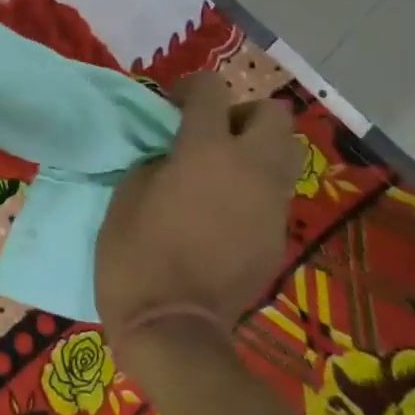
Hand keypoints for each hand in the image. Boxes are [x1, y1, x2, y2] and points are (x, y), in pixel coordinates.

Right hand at [95, 74, 305, 344]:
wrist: (172, 328)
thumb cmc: (134, 255)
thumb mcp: (127, 194)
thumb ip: (156, 160)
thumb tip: (172, 156)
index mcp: (206, 151)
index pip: (211, 89)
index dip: (190, 87)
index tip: (171, 104)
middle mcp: (251, 168)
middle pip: (273, 112)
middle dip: (242, 113)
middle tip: (210, 134)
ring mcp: (271, 205)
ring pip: (288, 152)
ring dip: (259, 149)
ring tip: (225, 169)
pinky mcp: (278, 237)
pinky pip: (276, 194)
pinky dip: (256, 189)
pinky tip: (225, 212)